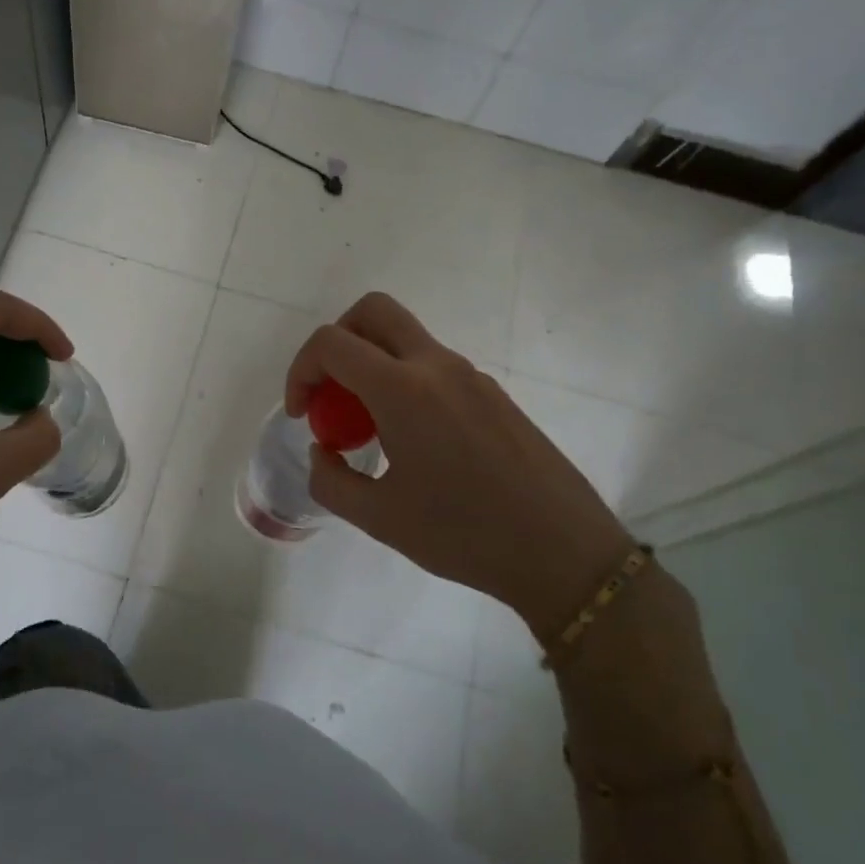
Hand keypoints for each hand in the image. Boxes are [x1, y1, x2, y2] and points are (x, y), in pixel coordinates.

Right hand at [284, 293, 632, 638]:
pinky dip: (405, 383)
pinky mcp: (494, 394)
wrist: (563, 552)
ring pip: (406, 338)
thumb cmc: (464, 535)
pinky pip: (434, 367)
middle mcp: (437, 366)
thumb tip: (322, 451)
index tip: (302, 414)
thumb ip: (331, 480)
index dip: (301, 370)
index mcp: (403, 390)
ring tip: (371, 429)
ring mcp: (472, 376)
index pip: (332, 343)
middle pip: (373, 312)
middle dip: (336, 341)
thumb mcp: (379, 518)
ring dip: (373, 365)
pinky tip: (415, 442)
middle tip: (331, 392)